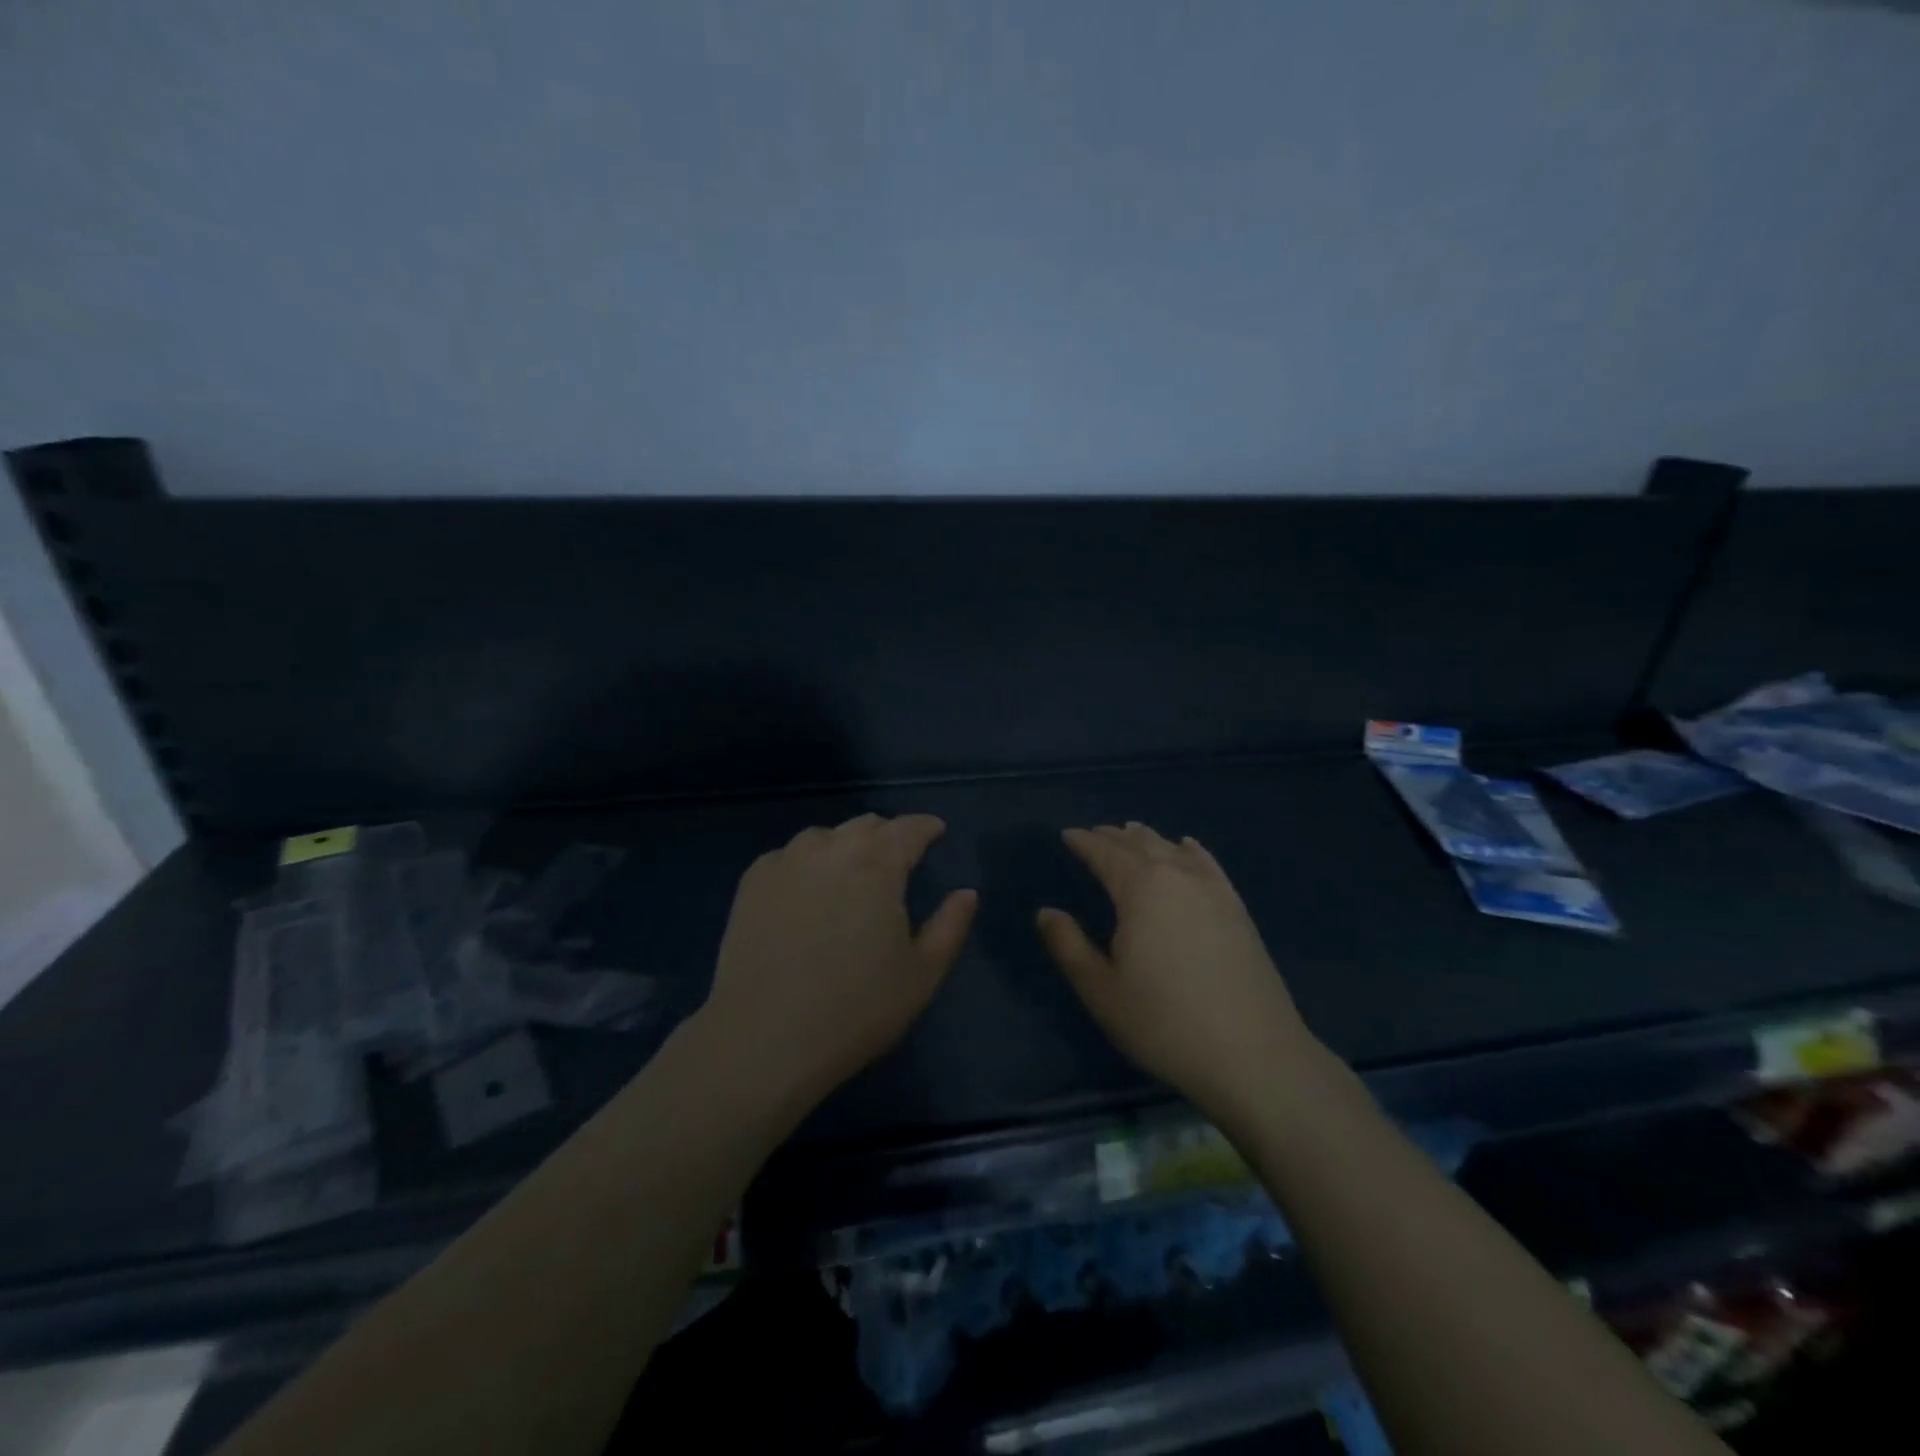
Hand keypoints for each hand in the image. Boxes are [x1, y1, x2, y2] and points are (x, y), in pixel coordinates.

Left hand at [700, 813, 977, 1111]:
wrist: (764, 1038)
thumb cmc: (856, 1009)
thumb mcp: (922, 975)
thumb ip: (951, 926)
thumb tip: (967, 892)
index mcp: (878, 866)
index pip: (908, 829)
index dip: (926, 826)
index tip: (936, 831)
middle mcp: (831, 849)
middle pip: (866, 825)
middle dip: (888, 835)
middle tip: (897, 857)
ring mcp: (786, 862)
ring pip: (824, 836)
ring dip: (845, 845)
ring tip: (849, 872)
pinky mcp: (752, 881)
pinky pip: (788, 856)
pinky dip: (806, 862)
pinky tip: (805, 889)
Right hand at [1037, 823, 1320, 1125]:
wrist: (1254, 1055)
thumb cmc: (1164, 1023)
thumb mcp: (1102, 990)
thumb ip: (1069, 946)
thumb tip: (1046, 912)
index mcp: (1140, 889)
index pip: (1105, 854)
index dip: (1083, 842)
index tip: (1067, 834)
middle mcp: (1177, 876)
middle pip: (1140, 845)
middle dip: (1113, 837)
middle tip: (1094, 833)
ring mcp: (1213, 890)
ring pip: (1173, 849)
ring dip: (1148, 839)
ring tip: (1131, 832)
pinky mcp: (1238, 909)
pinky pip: (1208, 864)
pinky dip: (1190, 850)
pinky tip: (1187, 847)